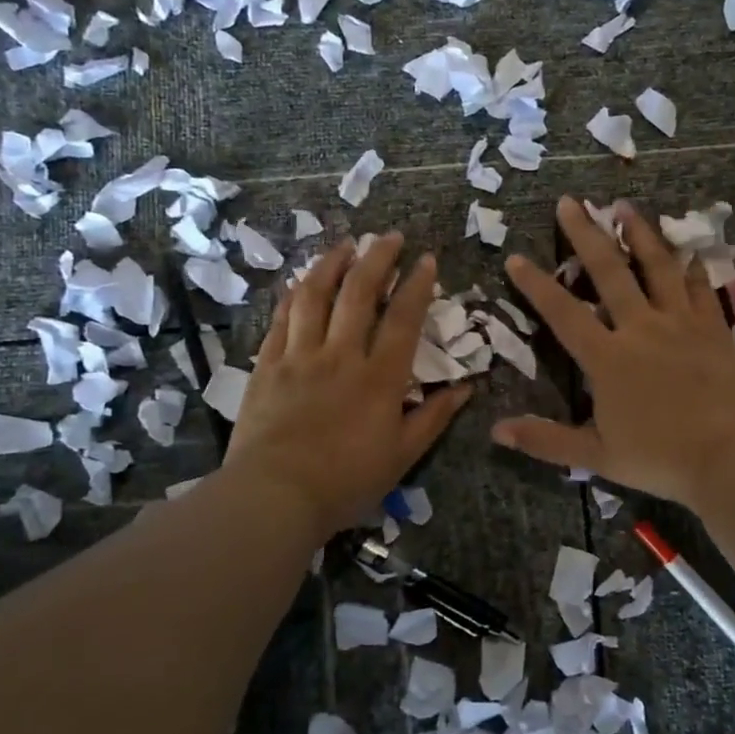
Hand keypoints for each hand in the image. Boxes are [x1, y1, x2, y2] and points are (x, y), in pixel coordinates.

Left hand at [225, 234, 470, 540]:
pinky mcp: (267, 366)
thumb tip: (467, 388)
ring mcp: (300, 356)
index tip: (426, 260)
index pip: (403, 318)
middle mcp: (341, 355)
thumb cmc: (346, 481)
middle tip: (389, 237)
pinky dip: (293, 295)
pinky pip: (281, 320)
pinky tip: (301, 282)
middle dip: (377, 258)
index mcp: (379, 377)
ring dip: (331, 264)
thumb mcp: (402, 456)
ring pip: (315, 296)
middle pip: (359, 293)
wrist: (275, 496)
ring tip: (345, 245)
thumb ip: (434, 418)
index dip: (417, 285)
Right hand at [491, 196, 734, 513]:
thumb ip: (545, 440)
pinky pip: (700, 288)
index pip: (563, 313)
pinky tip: (687, 250)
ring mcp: (681, 323)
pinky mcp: (715, 329)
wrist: (733, 459)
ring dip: (639, 234)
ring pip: (657, 267)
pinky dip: (691, 266)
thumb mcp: (596, 455)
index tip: (516, 257)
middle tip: (570, 202)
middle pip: (609, 271)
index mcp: (607, 358)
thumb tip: (496, 431)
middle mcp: (641, 328)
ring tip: (624, 206)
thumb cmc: (660, 459)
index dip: (536, 285)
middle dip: (586, 234)